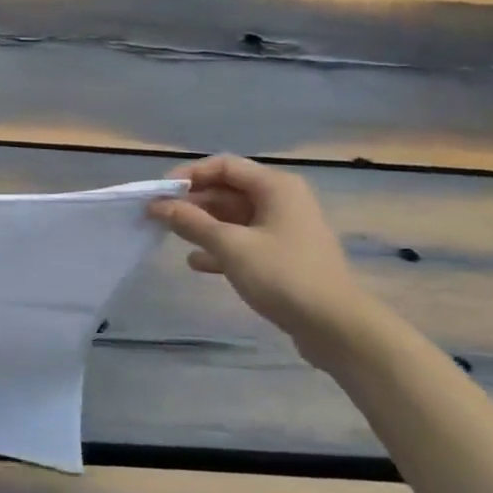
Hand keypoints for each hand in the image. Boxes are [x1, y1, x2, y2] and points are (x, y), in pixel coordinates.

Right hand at [149, 155, 366, 345]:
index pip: (223, 166)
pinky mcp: (282, 256)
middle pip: (227, 190)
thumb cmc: (283, 275)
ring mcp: (283, 229)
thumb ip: (191, 222)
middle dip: (191, 202)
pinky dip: (219, 247)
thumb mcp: (230, 246)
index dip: (188, 175)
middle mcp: (281, 200)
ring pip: (233, 217)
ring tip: (171, 236)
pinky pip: (243, 241)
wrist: (336, 327)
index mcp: (275, 187)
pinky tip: (197, 263)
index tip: (159, 193)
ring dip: (202, 225)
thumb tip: (157, 205)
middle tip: (158, 217)